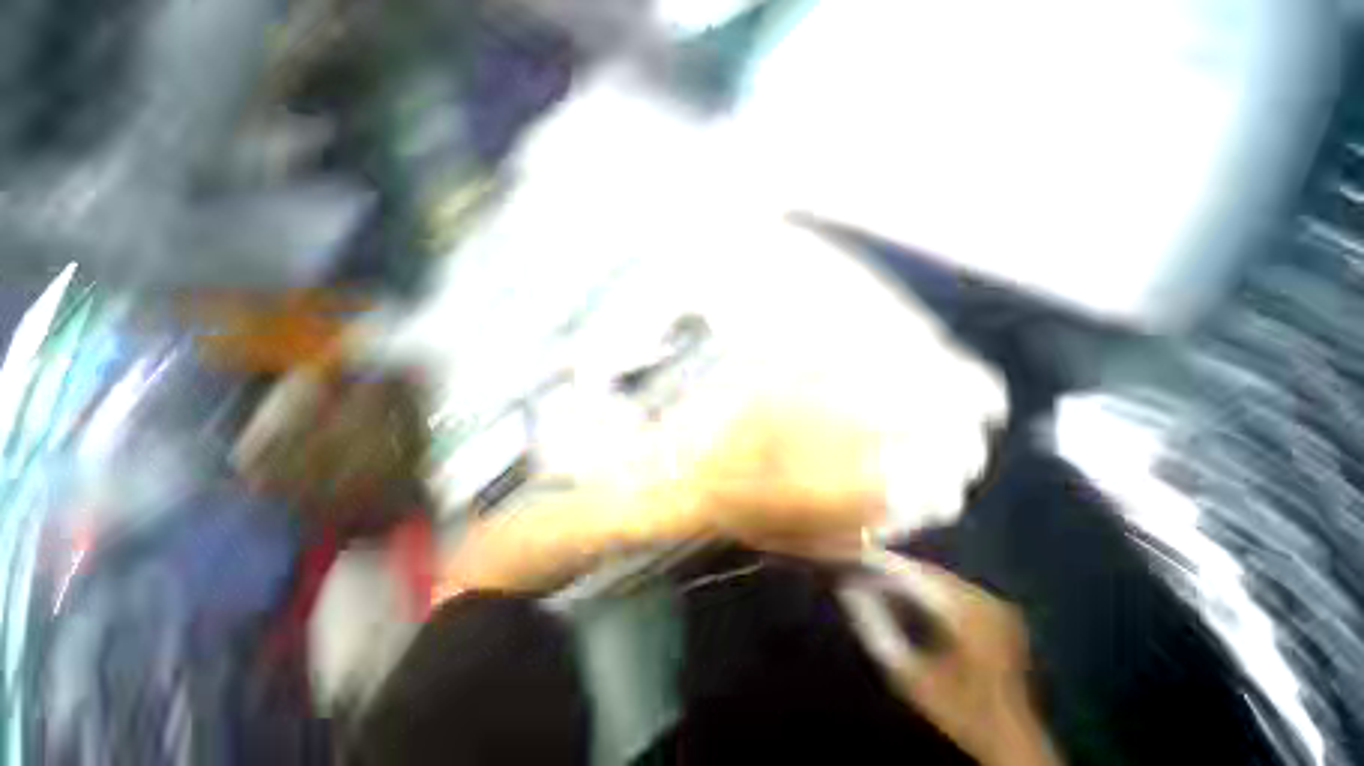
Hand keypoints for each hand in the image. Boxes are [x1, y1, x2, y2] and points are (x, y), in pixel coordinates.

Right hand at [838, 552, 1060, 765]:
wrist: (1010, 737)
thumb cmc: (956, 709)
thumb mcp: (908, 676)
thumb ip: (875, 629)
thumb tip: (847, 589)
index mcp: (967, 614)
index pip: (912, 573)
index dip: (878, 563)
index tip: (849, 558)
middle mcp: (984, 599)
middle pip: (926, 571)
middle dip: (891, 569)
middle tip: (859, 571)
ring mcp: (995, 603)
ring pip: (938, 576)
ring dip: (907, 577)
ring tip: (877, 582)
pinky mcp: (998, 609)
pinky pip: (953, 587)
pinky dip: (927, 588)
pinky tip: (908, 598)